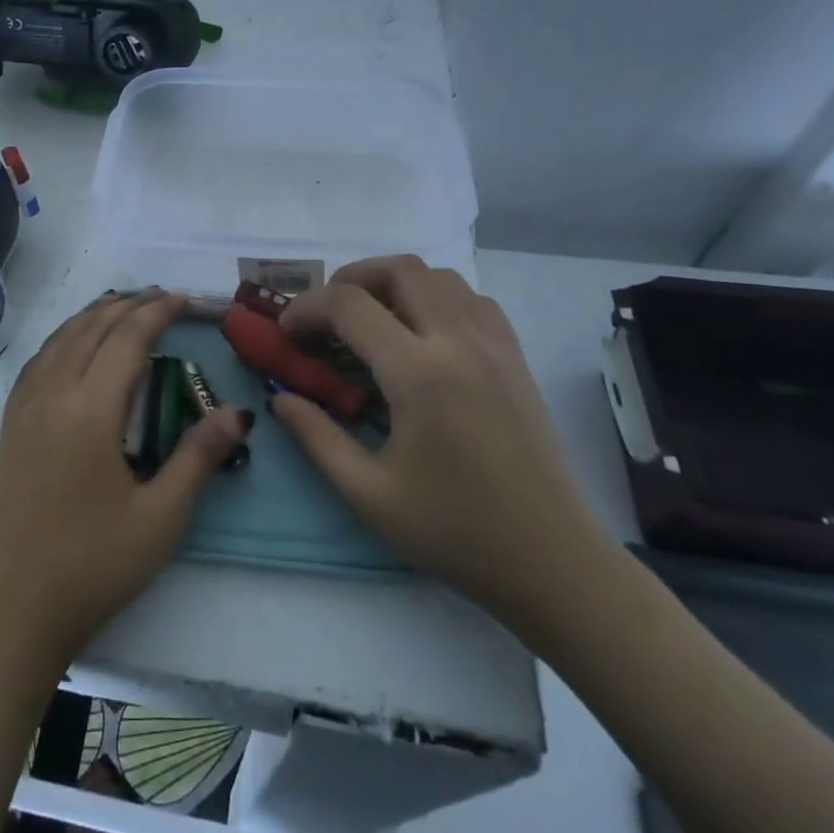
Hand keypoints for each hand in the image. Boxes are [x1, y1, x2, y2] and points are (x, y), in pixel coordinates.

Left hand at [0, 289, 252, 672]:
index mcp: (88, 409)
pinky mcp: (9, 424)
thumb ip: (199, 457)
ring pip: (61, 338)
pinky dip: (66, 336)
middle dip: (129, 305)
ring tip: (125, 307)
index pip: (127, 338)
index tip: (187, 301)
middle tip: (164, 298)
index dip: (158, 312)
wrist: (12, 611)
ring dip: (95, 315)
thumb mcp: (160, 518)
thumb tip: (239, 413)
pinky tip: (75, 344)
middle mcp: (51, 393)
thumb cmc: (93, 566)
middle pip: (92, 328)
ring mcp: (23, 407)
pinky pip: (40, 358)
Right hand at [271, 257, 608, 625]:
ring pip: (437, 275)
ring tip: (369, 319)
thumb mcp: (368, 494)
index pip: (349, 305)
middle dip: (349, 279)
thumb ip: (316, 437)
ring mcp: (494, 343)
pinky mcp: (515, 356)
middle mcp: (458, 341)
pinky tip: (420, 334)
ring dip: (393, 283)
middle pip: (397, 269)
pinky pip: (470, 298)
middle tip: (325, 315)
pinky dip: (434, 296)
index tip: (286, 333)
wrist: (553, 562)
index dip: (306, 308)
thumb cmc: (456, 532)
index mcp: (418, 374)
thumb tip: (280, 399)